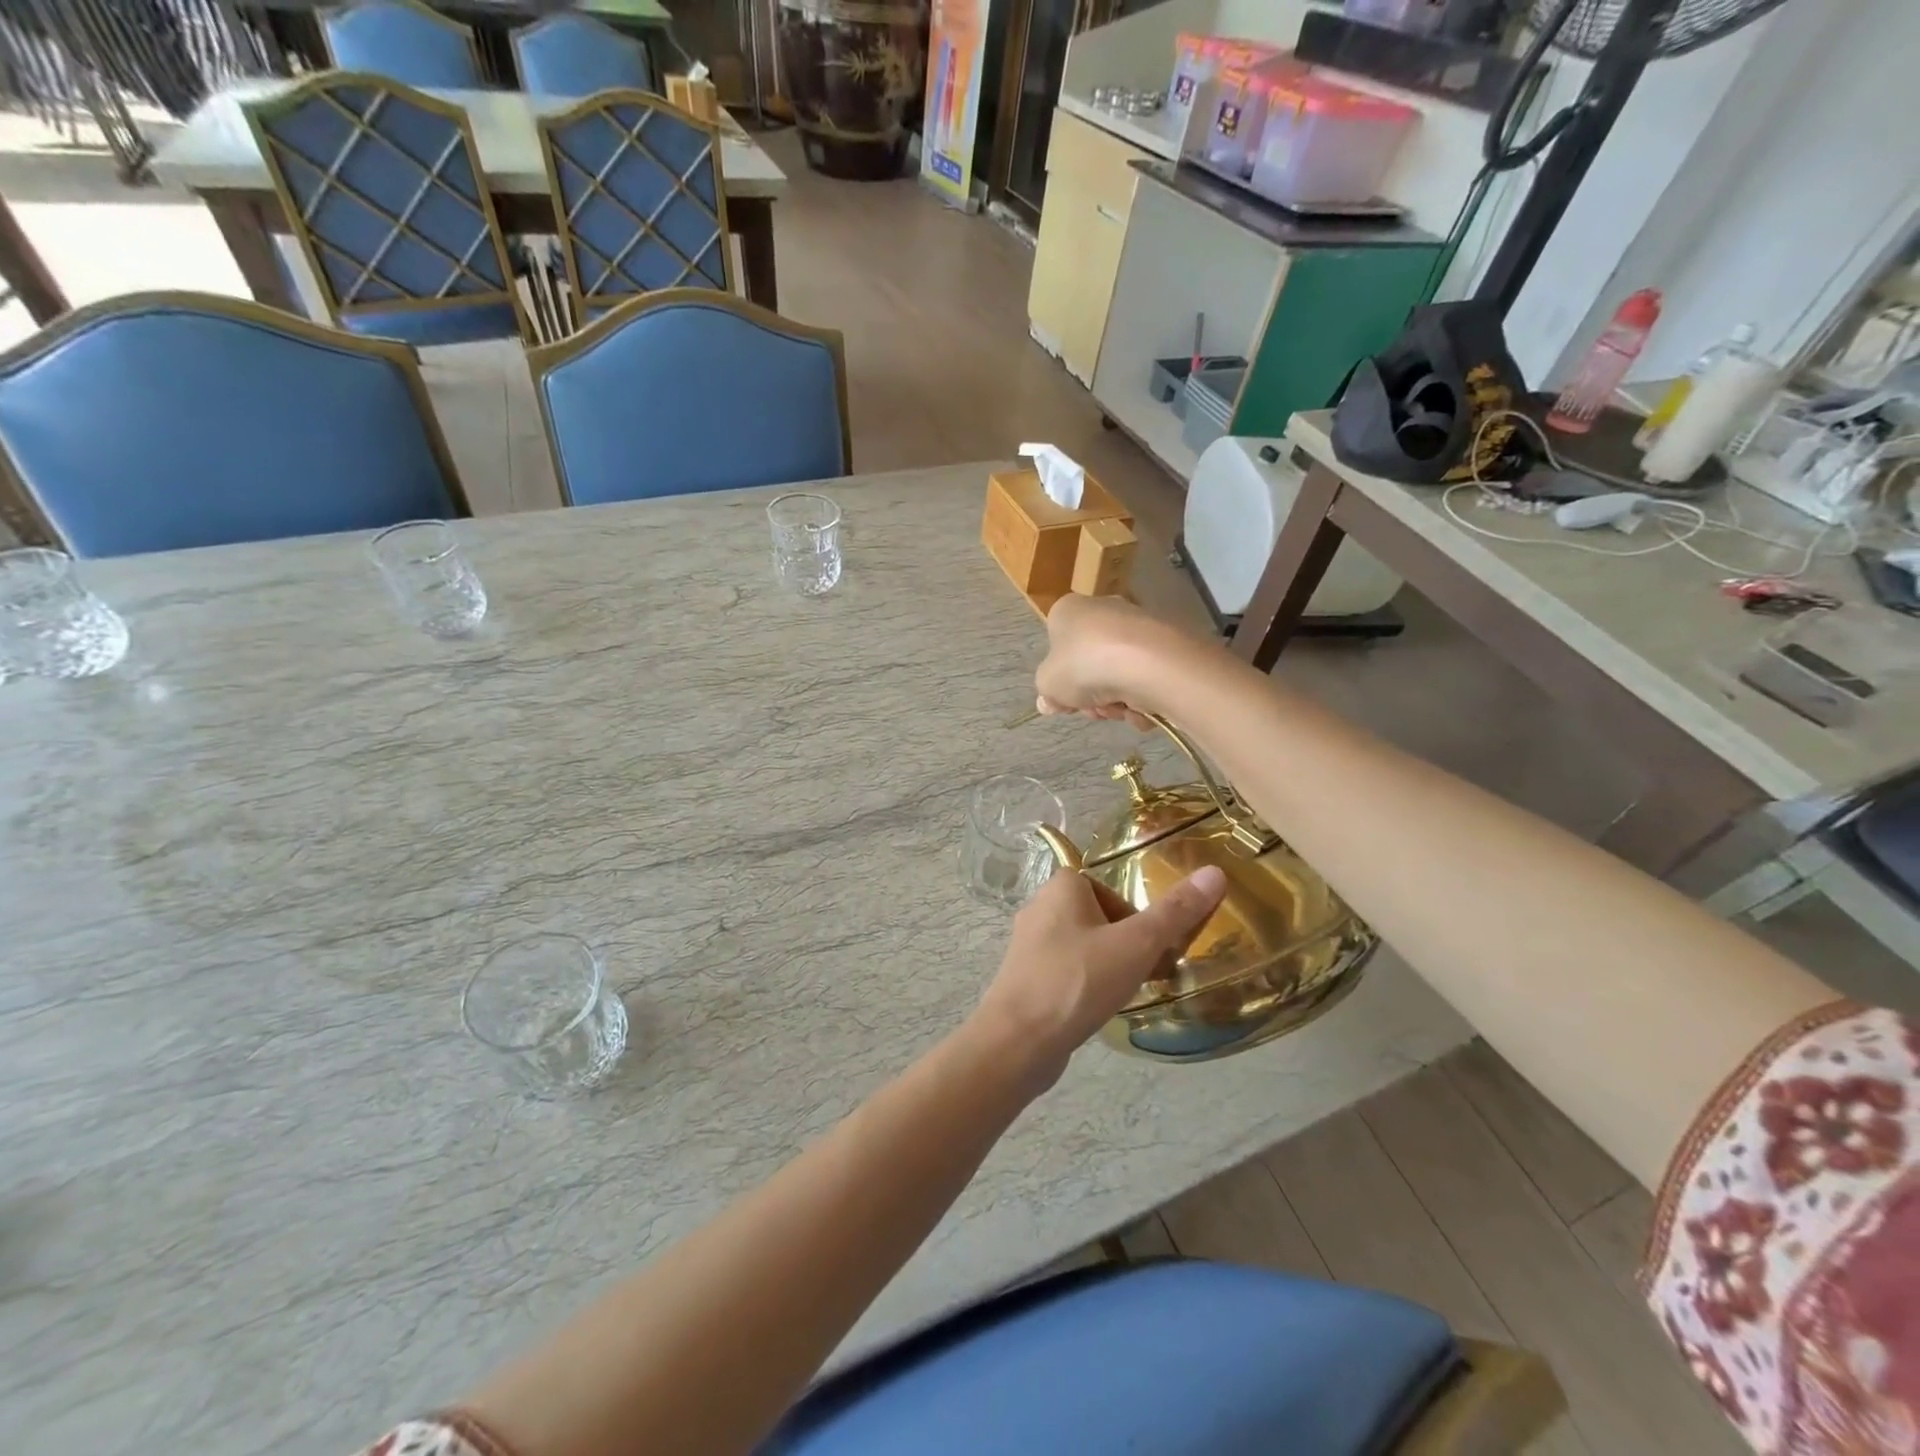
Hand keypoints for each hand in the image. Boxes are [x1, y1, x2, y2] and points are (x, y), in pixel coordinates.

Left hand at [969, 865, 1227, 1088]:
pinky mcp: (1024, 977)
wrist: (1019, 1040)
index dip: (1135, 916)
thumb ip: (1176, 911)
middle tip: (1148, 972)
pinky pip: (1066, 970)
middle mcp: (1040, 907)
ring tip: (1126, 992)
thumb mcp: (1137, 944)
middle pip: (1098, 917)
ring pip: (1082, 945)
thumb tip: (1215, 872)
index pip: (1109, 888)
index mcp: (1061, 887)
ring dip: (1108, 965)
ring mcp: (1028, 945)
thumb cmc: (1079, 981)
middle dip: (1126, 943)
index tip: (1153, 946)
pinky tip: (1097, 1009)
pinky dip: (1085, 984)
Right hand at [1034, 595, 1190, 731]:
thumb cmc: (1085, 666)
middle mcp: (1104, 609)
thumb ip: (1047, 693)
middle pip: (1090, 663)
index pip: (1057, 645)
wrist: (1148, 663)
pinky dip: (1144, 696)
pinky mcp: (1167, 642)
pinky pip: (1147, 676)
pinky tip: (1143, 708)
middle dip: (1092, 694)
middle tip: (1094, 710)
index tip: (1067, 701)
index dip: (1061, 678)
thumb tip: (1048, 702)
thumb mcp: (1049, 684)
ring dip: (1117, 700)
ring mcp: (1138, 624)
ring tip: (1121, 710)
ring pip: (1119, 673)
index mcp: (1069, 611)